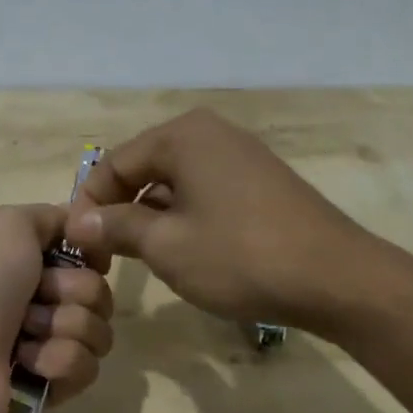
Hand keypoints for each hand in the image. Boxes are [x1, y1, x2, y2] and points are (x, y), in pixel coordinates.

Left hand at [0, 204, 113, 412]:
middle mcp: (35, 296)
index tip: (83, 255)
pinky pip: (87, 366)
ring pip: (98, 329)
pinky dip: (58, 361)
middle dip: (72, 291)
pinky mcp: (50, 383)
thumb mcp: (9, 222)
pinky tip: (26, 364)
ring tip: (26, 335)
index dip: (89, 252)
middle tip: (36, 297)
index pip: (85, 251)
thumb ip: (52, 217)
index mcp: (24, 257)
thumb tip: (80, 228)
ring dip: (65, 327)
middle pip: (97, 289)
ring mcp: (43, 341)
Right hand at [66, 109, 381, 336]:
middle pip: (144, 168)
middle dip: (119, 210)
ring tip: (140, 257)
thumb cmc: (240, 256)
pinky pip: (204, 191)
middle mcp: (210, 133)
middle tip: (103, 254)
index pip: (114, 164)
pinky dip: (183, 216)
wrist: (337, 279)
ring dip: (150, 216)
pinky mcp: (260, 181)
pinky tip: (184, 251)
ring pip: (174, 182)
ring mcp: (240, 155)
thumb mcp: (166, 245)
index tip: (75, 245)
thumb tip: (78, 222)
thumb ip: (116, 227)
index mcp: (182, 136)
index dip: (88, 204)